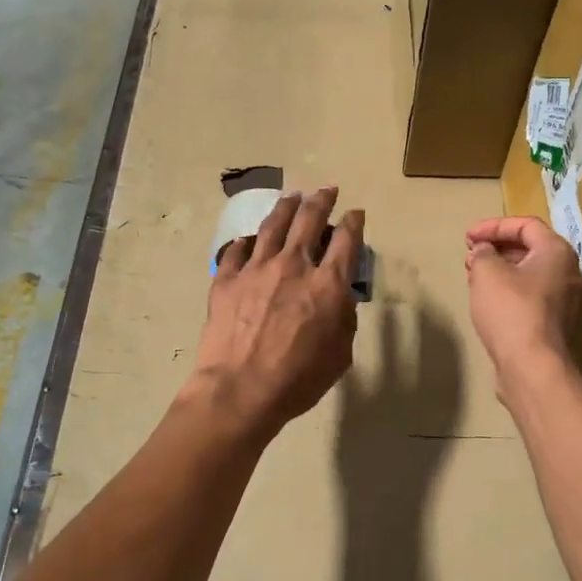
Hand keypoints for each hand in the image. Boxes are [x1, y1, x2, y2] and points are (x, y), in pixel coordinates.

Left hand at [192, 187, 363, 435]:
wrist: (239, 390)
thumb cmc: (298, 380)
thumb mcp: (340, 355)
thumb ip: (344, 319)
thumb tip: (340, 299)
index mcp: (328, 285)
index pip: (347, 240)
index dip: (354, 222)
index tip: (355, 214)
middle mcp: (294, 265)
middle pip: (310, 220)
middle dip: (322, 201)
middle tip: (327, 190)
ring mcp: (256, 269)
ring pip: (273, 226)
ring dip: (286, 207)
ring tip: (292, 196)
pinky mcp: (226, 280)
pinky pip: (236, 251)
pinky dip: (245, 242)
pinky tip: (248, 239)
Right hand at [465, 216, 581, 394]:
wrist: (532, 366)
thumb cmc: (511, 310)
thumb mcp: (487, 272)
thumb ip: (482, 253)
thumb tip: (483, 251)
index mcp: (557, 252)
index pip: (526, 225)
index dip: (494, 226)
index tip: (468, 237)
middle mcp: (568, 272)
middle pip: (530, 248)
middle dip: (496, 248)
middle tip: (470, 255)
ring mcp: (565, 301)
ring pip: (529, 274)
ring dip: (500, 270)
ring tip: (473, 276)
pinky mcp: (554, 324)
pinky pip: (531, 296)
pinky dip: (508, 290)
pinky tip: (487, 300)